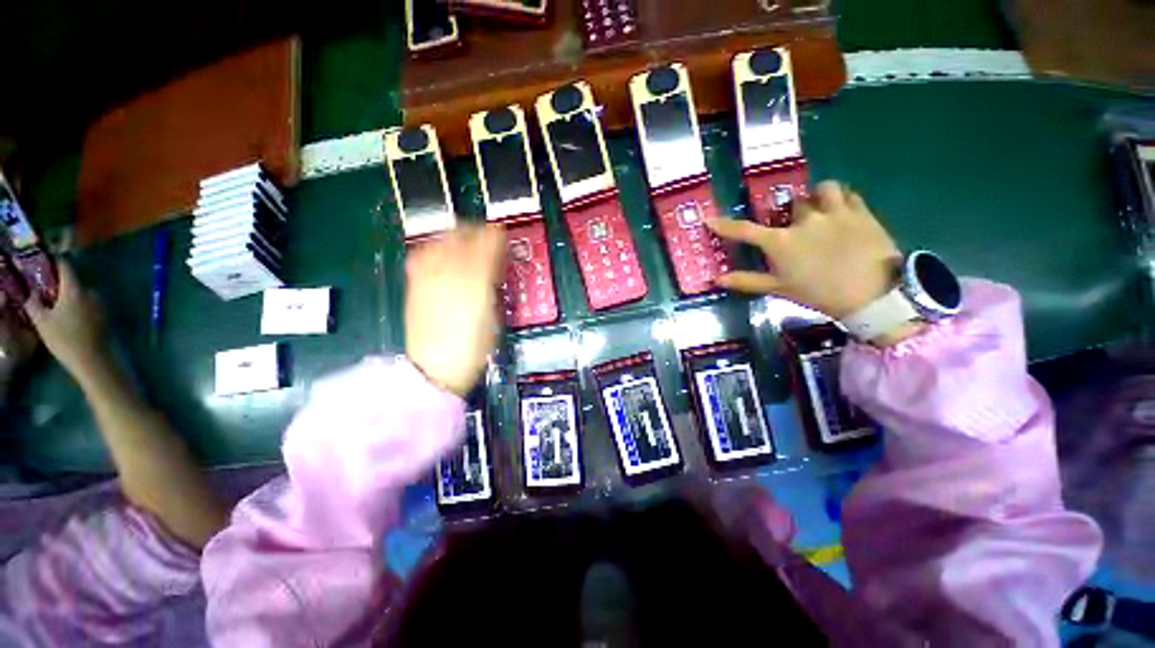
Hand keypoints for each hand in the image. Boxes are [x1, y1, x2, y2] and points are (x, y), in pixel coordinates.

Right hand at [24, 261, 110, 380]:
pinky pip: (88, 304)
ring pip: (81, 293)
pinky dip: (78, 305)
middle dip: (59, 282)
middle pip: (73, 280)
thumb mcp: (42, 321)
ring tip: (55, 304)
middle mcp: (91, 292)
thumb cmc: (65, 340)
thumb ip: (33, 302)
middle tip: (44, 287)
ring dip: (68, 295)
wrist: (94, 360)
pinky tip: (69, 316)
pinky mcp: (105, 315)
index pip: (66, 266)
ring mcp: (100, 303)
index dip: (55, 259)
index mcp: (75, 290)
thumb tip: (29, 291)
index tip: (45, 257)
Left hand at [405, 225, 505, 396]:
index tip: (501, 234)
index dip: (495, 237)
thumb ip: (491, 288)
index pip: (485, 247)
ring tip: (464, 238)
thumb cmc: (472, 347)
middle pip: (461, 240)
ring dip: (455, 236)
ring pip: (440, 244)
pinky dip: (433, 248)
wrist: (435, 368)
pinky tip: (439, 252)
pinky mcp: (415, 287)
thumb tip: (492, 269)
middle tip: (486, 235)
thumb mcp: (492, 318)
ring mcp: (428, 280)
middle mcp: (450, 275)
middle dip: (475, 231)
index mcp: (475, 284)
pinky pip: (422, 257)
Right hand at [707, 181, 901, 320]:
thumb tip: (717, 279)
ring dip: (817, 197)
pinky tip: (841, 212)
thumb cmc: (820, 293)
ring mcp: (834, 212)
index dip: (724, 225)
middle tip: (794, 228)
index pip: (744, 231)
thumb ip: (747, 281)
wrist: (872, 295)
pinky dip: (841, 199)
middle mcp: (804, 221)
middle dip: (789, 214)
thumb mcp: (780, 289)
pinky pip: (848, 194)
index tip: (709, 219)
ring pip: (822, 189)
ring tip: (820, 210)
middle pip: (790, 206)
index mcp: (781, 242)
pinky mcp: (860, 211)